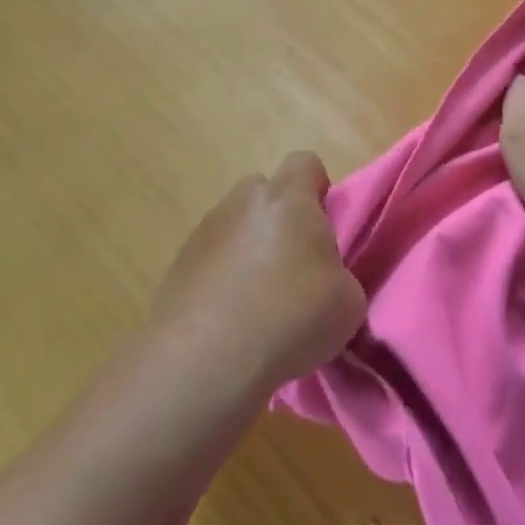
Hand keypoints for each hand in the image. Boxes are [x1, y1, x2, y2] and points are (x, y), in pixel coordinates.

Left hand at [152, 152, 365, 396]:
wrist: (205, 360)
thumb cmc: (290, 317)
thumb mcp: (348, 302)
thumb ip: (339, 275)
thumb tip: (322, 280)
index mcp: (287, 198)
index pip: (306, 163)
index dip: (318, 189)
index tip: (325, 226)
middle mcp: (242, 202)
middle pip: (264, 193)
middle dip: (279, 219)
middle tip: (294, 266)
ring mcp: (203, 233)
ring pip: (234, 228)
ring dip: (247, 252)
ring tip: (258, 305)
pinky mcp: (176, 268)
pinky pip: (209, 263)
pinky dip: (221, 282)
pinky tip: (229, 324)